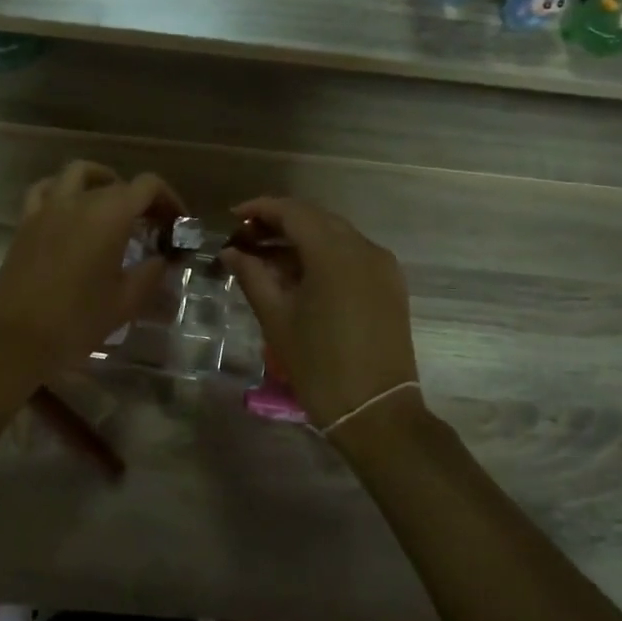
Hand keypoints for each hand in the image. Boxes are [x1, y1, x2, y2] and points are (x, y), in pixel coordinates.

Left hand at [0, 160, 186, 383]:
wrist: (17, 338)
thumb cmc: (77, 321)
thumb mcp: (126, 301)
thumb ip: (151, 273)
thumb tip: (162, 259)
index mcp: (109, 216)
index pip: (148, 186)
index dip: (169, 200)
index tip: (177, 224)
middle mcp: (78, 201)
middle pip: (117, 183)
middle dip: (141, 200)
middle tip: (152, 228)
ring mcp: (47, 208)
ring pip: (77, 174)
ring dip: (101, 181)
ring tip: (111, 205)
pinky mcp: (25, 223)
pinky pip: (45, 190)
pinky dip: (62, 190)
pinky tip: (69, 210)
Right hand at [219, 195, 419, 428]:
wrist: (376, 411)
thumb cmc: (319, 365)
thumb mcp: (277, 319)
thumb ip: (252, 277)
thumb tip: (231, 252)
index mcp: (335, 253)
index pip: (294, 212)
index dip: (260, 209)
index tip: (233, 218)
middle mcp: (364, 248)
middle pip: (316, 219)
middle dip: (280, 222)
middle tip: (246, 238)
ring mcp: (382, 266)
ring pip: (336, 235)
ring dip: (301, 239)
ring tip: (266, 258)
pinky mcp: (390, 285)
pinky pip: (352, 255)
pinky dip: (323, 255)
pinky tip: (299, 275)